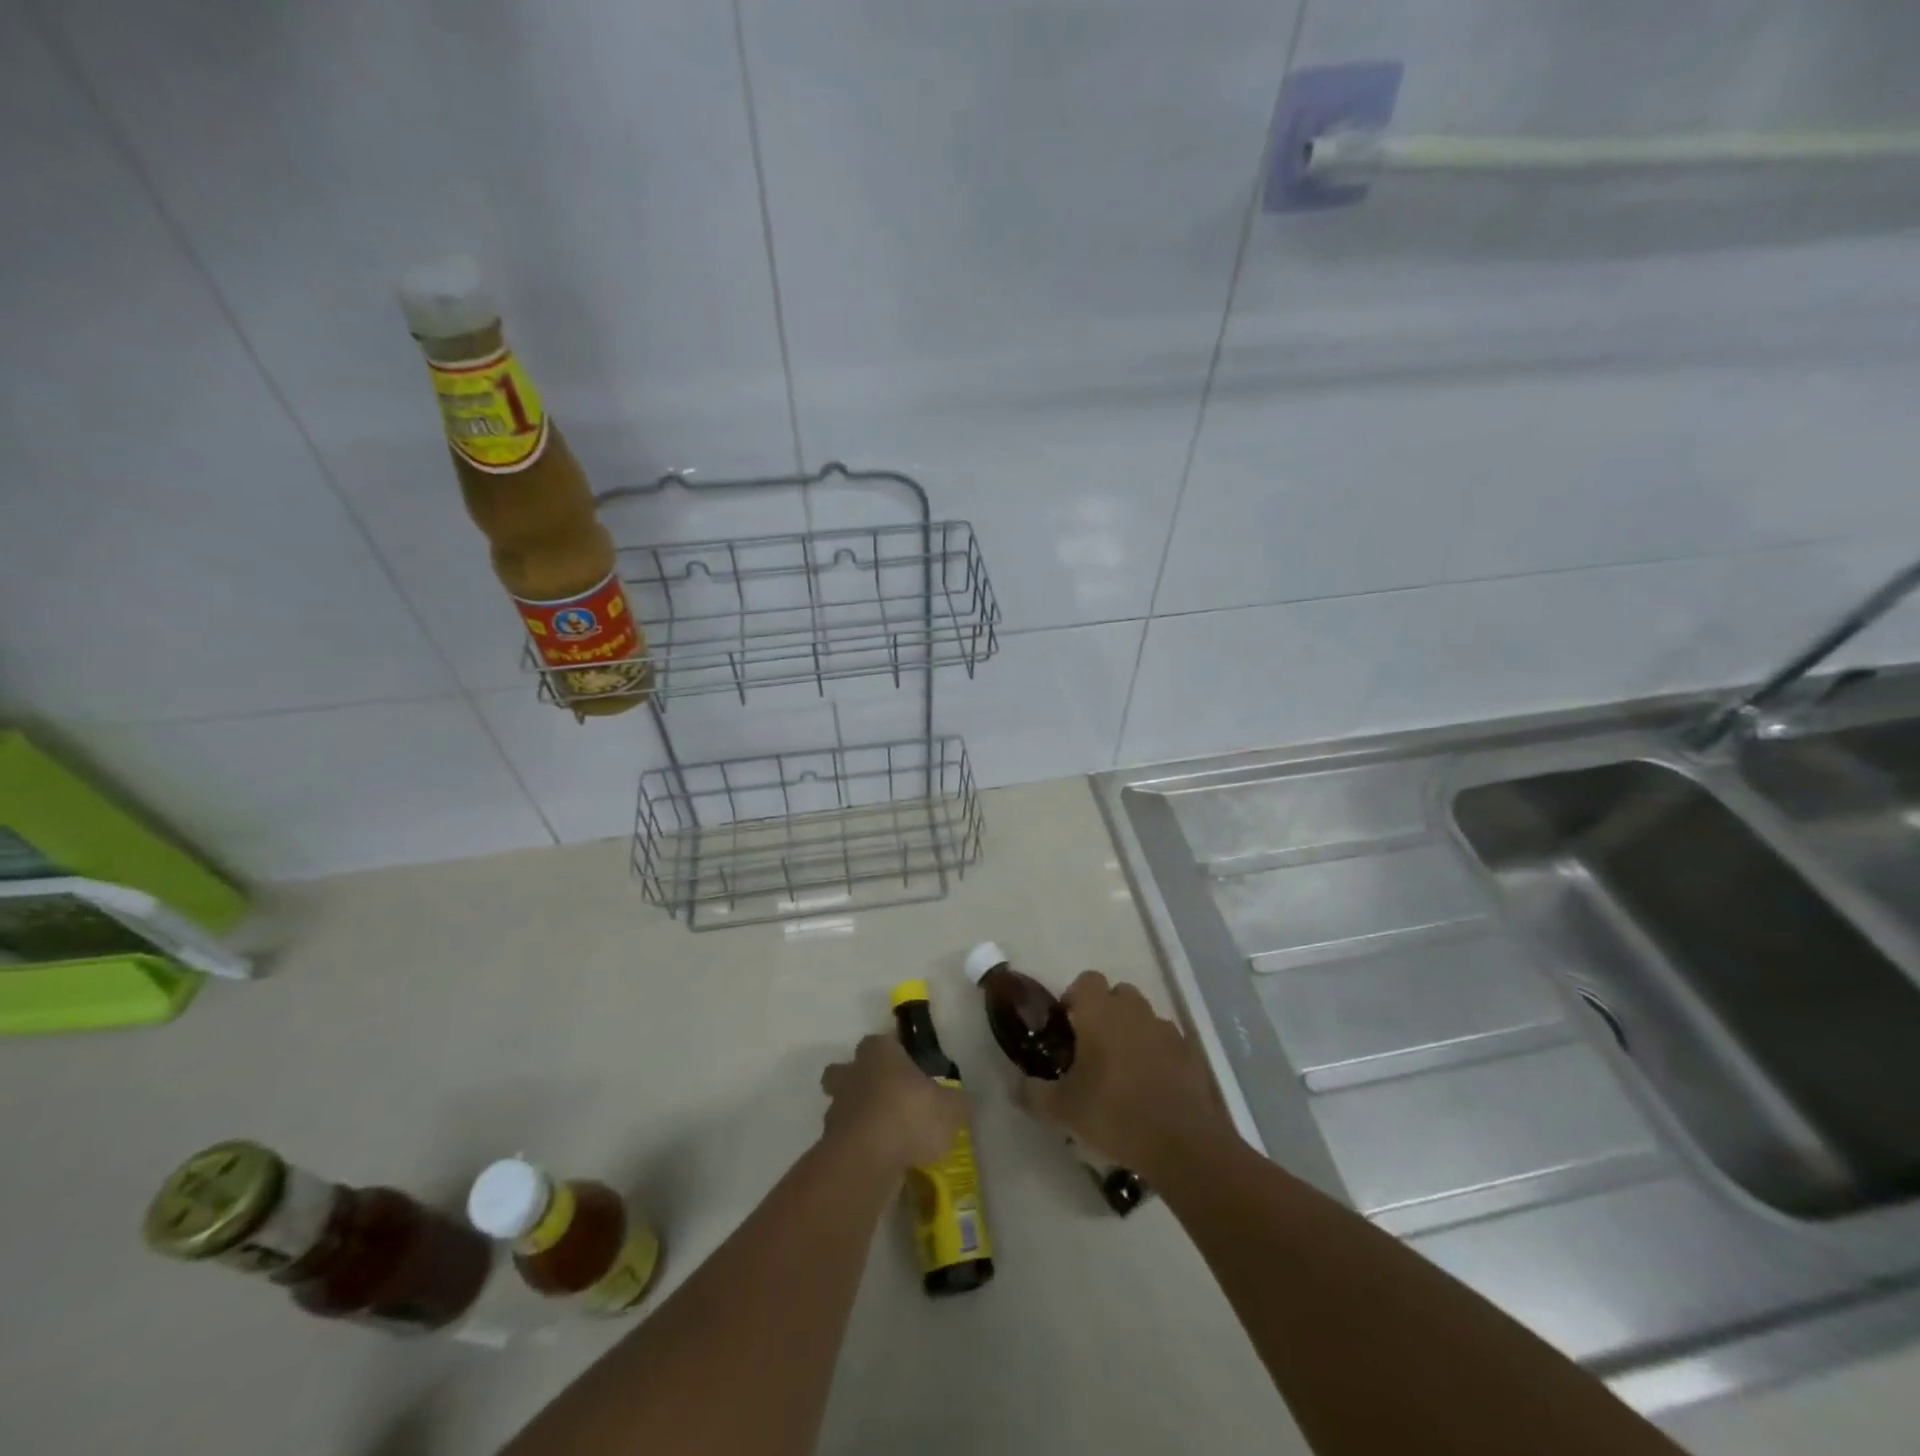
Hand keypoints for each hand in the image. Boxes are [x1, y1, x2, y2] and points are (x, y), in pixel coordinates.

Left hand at [820, 1035, 968, 1172]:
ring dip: (858, 1116)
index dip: (894, 1054)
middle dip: (861, 1080)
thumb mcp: (950, 1109)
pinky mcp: (829, 1142)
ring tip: (885, 1136)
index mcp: (879, 1052)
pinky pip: (844, 1138)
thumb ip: (957, 1102)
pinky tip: (879, 1160)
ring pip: (843, 1104)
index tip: (908, 1069)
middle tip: (887, 1098)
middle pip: (847, 1069)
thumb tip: (961, 1101)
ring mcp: (836, 1108)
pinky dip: (858, 1146)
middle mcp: (852, 1073)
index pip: (883, 1042)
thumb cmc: (909, 1116)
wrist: (866, 1161)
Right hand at [1020, 972, 1234, 1181]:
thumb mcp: (1062, 1110)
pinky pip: (1166, 1042)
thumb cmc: (1115, 1115)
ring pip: (1143, 1017)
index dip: (1074, 998)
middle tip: (1092, 1049)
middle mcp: (1134, 1011)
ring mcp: (1166, 1030)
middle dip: (1104, 1013)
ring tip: (1123, 1071)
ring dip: (1132, 1032)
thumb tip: (1016, 1086)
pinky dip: (1157, 1054)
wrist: (1183, 1144)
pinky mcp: (1190, 1053)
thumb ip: (1033, 1093)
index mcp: (1101, 1013)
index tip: (1068, 1028)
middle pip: (1117, 994)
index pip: (1086, 980)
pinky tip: (1151, 1087)